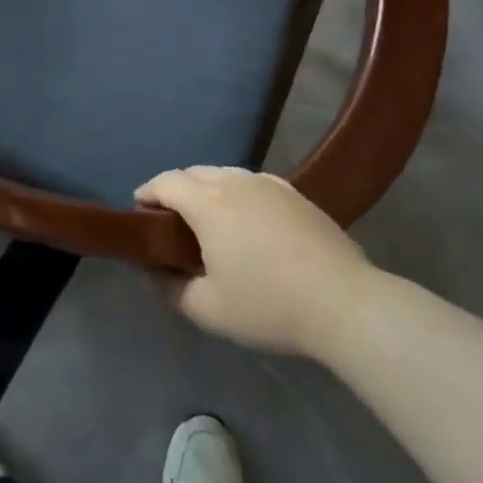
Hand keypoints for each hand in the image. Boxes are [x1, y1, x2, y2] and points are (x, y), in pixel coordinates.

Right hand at [136, 167, 373, 358]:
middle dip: (175, 189)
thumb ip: (170, 289)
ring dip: (206, 189)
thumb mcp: (209, 310)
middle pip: (193, 172)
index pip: (166, 182)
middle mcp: (235, 182)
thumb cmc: (269, 306)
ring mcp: (269, 183)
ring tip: (206, 220)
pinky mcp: (295, 193)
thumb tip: (151, 271)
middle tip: (169, 221)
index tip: (139, 211)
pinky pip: (252, 182)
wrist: (344, 302)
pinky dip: (236, 192)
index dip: (147, 192)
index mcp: (208, 203)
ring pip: (224, 174)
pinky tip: (245, 221)